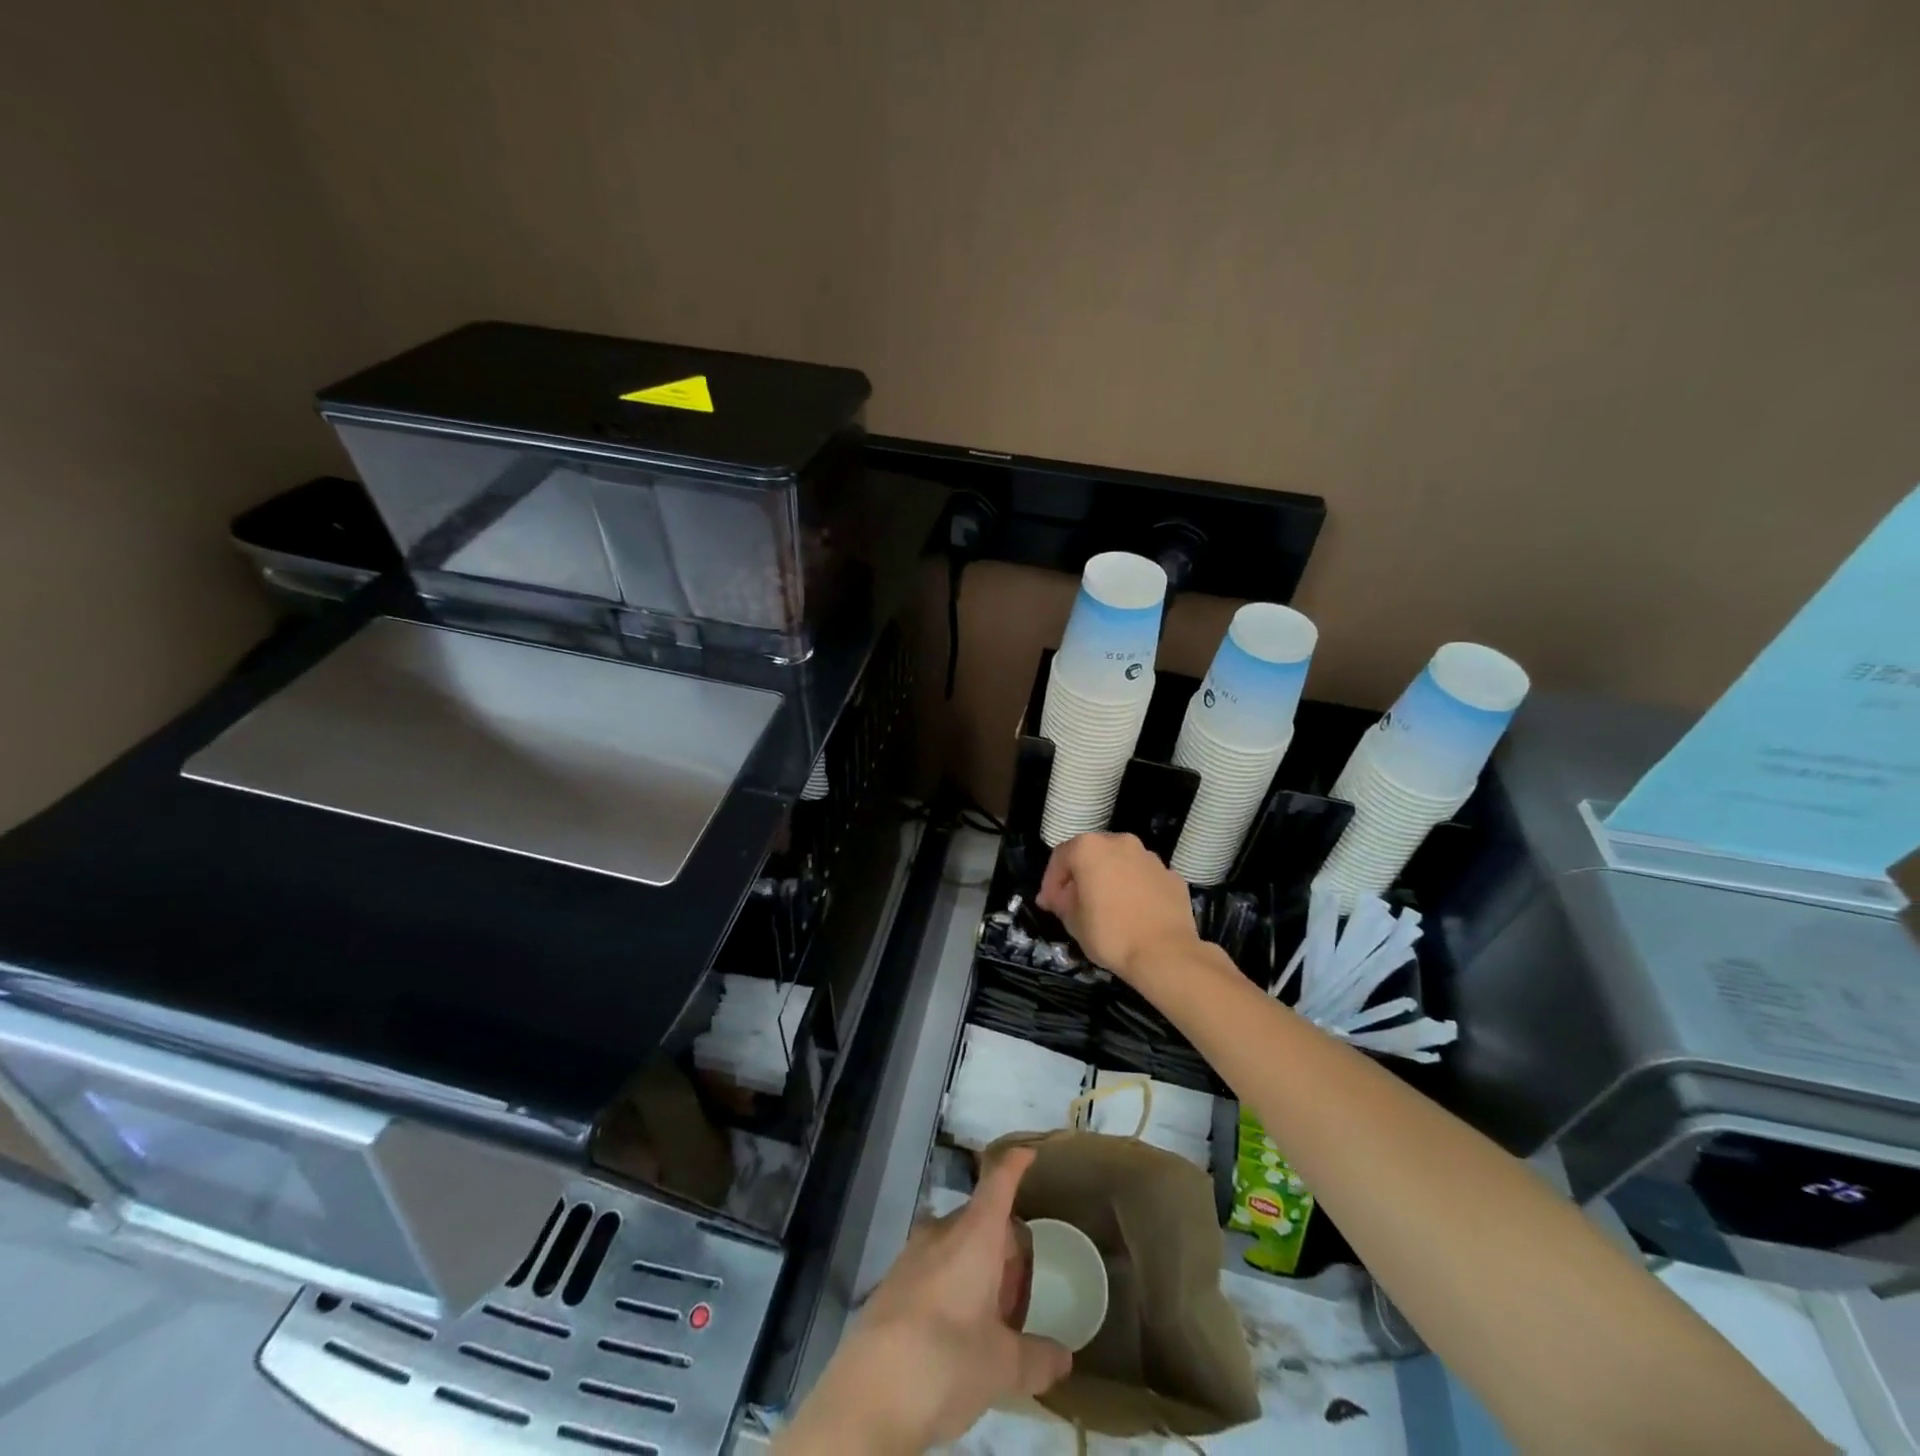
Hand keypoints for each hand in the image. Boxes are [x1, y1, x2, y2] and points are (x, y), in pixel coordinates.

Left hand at [777, 1147, 1070, 1453]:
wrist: (866, 1394)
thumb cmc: (945, 1360)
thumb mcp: (1001, 1366)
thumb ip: (1036, 1358)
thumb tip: (1064, 1358)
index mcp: (975, 1235)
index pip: (998, 1183)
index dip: (1014, 1164)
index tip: (1029, 1153)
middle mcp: (943, 1232)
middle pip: (982, 1219)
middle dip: (1006, 1247)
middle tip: (1022, 1296)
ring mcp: (913, 1254)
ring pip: (957, 1244)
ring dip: (979, 1268)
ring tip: (993, 1320)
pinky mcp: (892, 1281)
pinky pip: (934, 1266)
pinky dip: (954, 1283)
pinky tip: (958, 1332)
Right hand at [1037, 832, 1202, 985]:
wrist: (1165, 954)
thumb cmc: (1110, 934)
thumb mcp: (1073, 921)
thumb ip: (1061, 901)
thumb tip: (1059, 896)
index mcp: (1090, 848)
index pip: (1061, 856)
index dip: (1051, 881)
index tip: (1050, 904)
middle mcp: (1121, 843)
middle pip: (1093, 854)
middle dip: (1081, 876)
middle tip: (1075, 902)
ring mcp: (1150, 857)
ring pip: (1121, 863)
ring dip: (1110, 879)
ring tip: (1107, 908)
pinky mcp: (1172, 876)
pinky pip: (1144, 878)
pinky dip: (1135, 889)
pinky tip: (1134, 913)